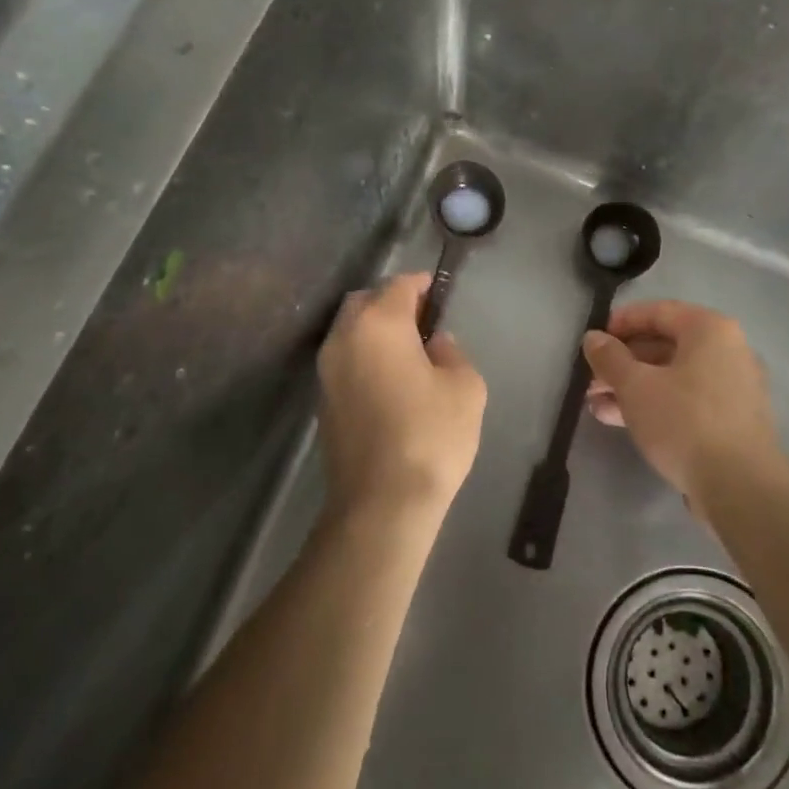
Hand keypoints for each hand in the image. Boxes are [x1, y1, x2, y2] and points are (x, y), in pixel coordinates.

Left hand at [317, 273, 486, 524]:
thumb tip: (436, 345)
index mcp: (379, 324)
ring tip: (408, 352)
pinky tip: (390, 379)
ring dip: (375, 330)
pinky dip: (365, 356)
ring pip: (350, 330)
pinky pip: (344, 359)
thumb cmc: (431, 437)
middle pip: (366, 302)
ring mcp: (327, 370)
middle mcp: (344, 338)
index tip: (440, 292)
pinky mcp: (323, 400)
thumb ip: (452, 353)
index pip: (399, 285)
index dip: (422, 284)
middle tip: (423, 321)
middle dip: (393, 302)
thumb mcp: (465, 387)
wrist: (381, 503)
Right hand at [583, 301, 782, 504]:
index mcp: (710, 330)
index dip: (621, 322)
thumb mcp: (635, 386)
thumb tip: (593, 338)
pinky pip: (687, 400)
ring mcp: (734, 387)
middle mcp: (729, 350)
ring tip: (595, 405)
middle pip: (665, 346)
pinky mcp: (733, 421)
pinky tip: (621, 422)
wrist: (740, 487)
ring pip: (673, 377)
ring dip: (633, 387)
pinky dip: (656, 405)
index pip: (658, 311)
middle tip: (590, 379)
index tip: (593, 341)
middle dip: (622, 363)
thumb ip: (610, 358)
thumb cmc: (684, 421)